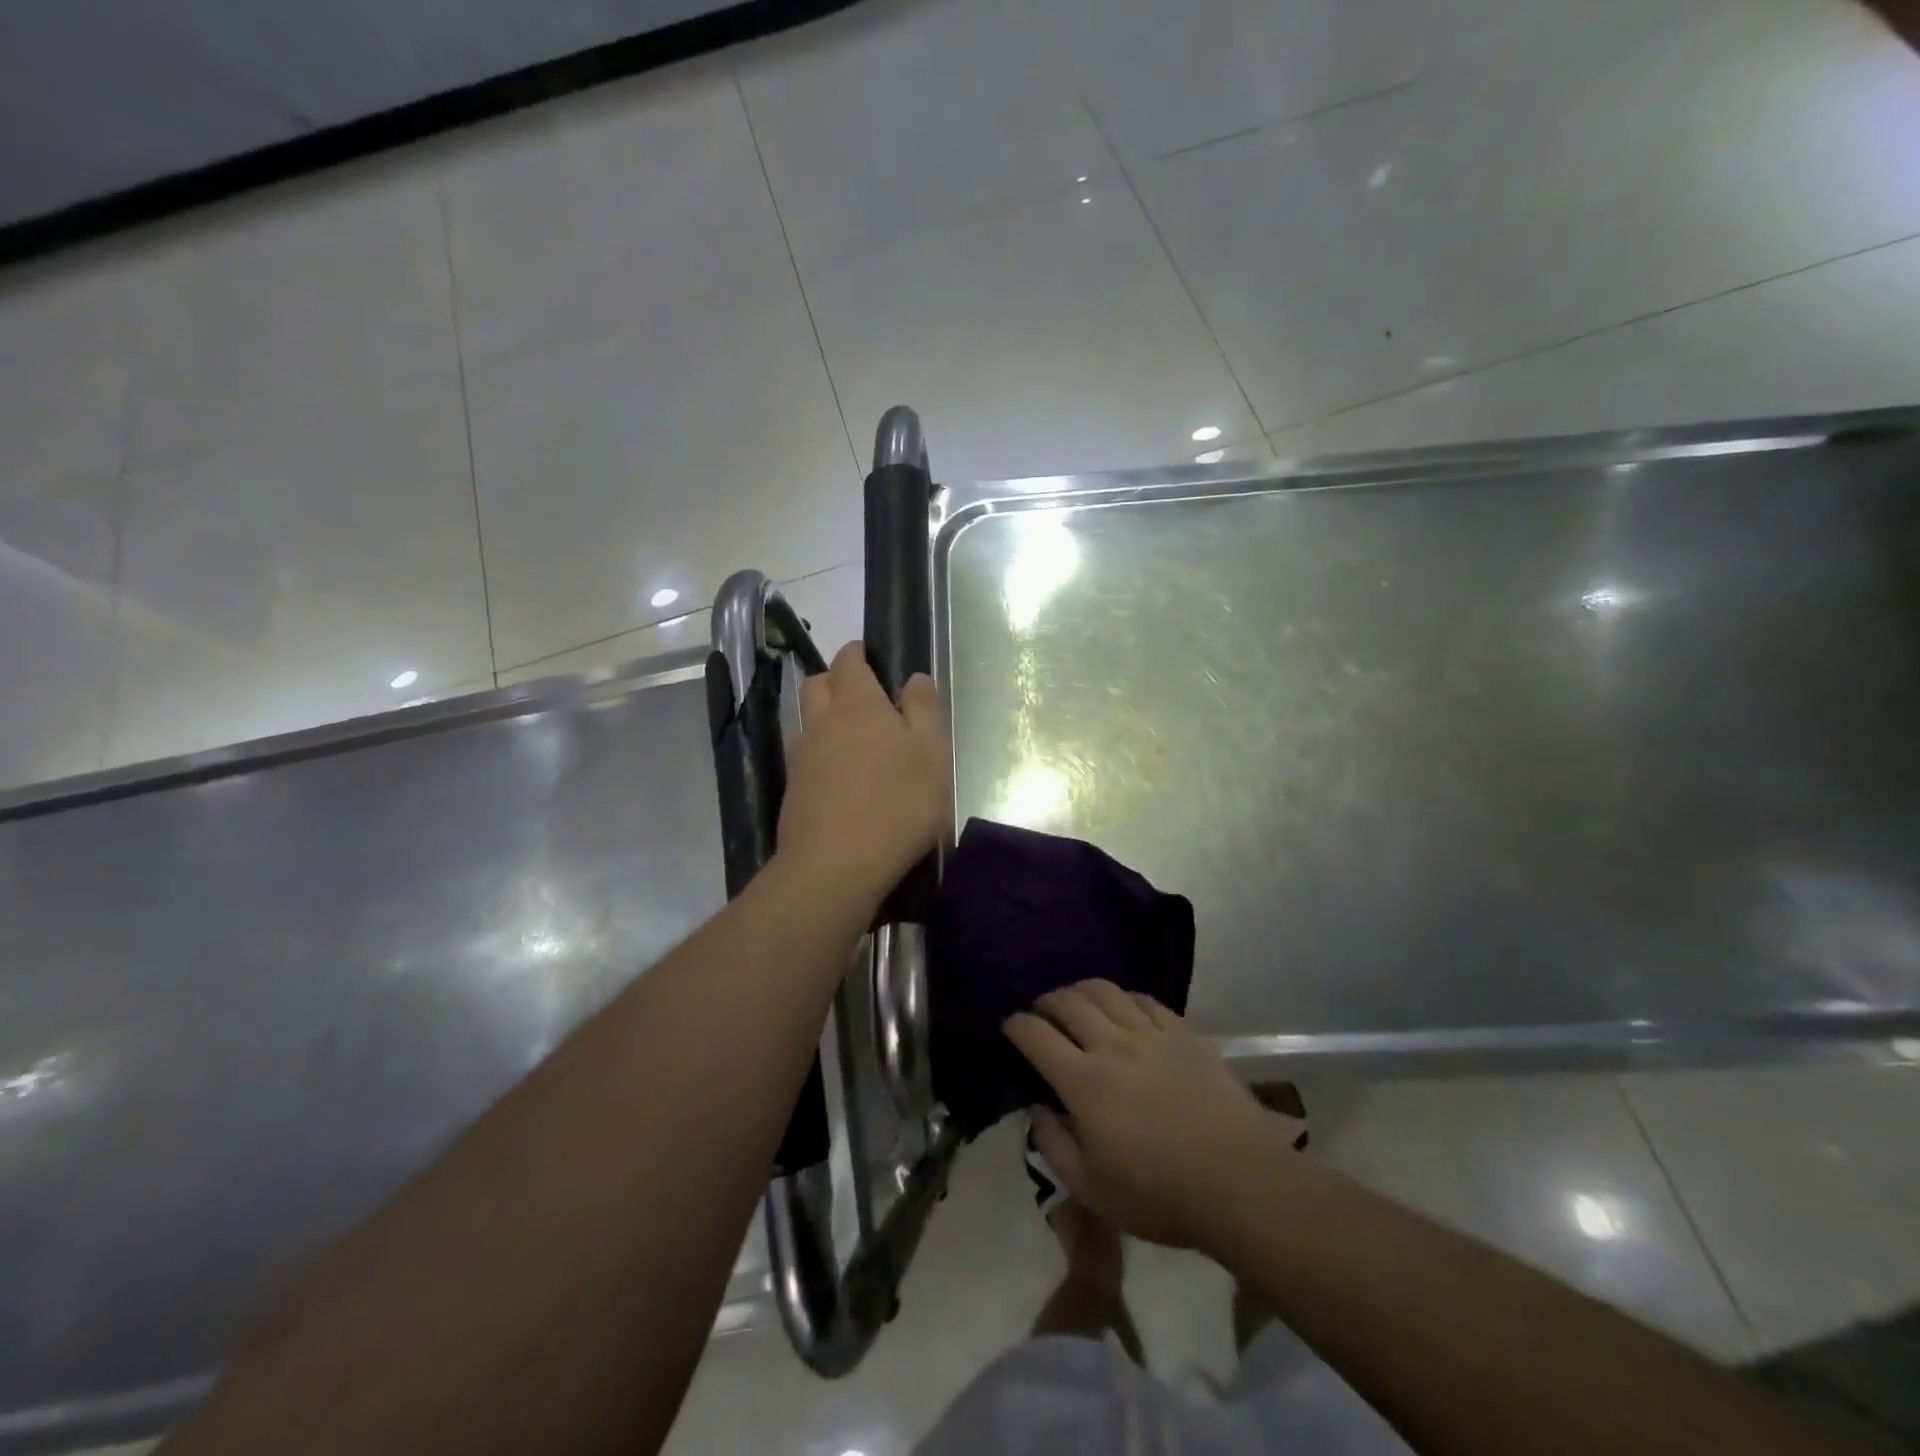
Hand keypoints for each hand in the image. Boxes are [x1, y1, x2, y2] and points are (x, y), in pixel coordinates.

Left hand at [777, 642, 950, 908]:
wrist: (836, 866)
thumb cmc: (897, 804)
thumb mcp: (932, 754)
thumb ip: (924, 710)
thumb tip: (914, 678)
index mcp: (857, 704)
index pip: (848, 660)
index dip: (858, 653)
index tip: (872, 658)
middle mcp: (822, 722)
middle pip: (817, 684)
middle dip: (835, 680)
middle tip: (864, 698)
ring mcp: (802, 757)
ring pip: (808, 721)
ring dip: (826, 719)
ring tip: (856, 742)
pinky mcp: (793, 791)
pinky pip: (805, 757)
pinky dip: (821, 755)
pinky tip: (843, 780)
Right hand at [1006, 982, 1285, 1251]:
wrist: (1241, 1182)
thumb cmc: (1160, 1194)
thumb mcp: (1091, 1189)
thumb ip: (1052, 1145)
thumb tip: (1036, 1109)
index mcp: (1083, 1081)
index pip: (1035, 1035)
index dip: (1016, 1025)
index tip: (1009, 1027)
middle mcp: (1111, 1045)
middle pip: (1068, 1001)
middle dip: (1046, 1001)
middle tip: (1041, 1013)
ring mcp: (1150, 1033)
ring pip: (1105, 991)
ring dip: (1081, 990)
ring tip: (1077, 1002)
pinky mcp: (1183, 1033)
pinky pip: (1144, 999)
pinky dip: (1124, 997)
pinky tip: (1124, 1009)